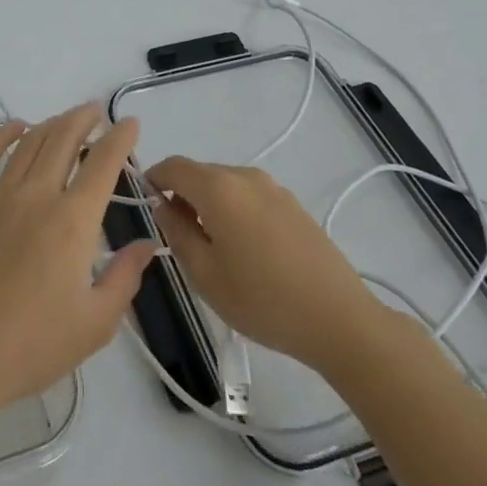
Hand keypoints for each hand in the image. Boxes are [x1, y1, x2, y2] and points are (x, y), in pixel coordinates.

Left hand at [0, 106, 154, 420]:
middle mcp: (37, 195)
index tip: (130, 123)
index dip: (120, 138)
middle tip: (96, 112)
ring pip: (29, 143)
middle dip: (84, 119)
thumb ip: (125, 277)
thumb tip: (147, 244)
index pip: (103, 164)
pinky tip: (15, 128)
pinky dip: (2, 135)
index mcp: (73, 221)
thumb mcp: (95, 323)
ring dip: (51, 124)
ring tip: (65, 119)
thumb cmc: (33, 345)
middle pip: (64, 140)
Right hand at [146, 155, 379, 374]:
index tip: (147, 204)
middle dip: (182, 195)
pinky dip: (235, 210)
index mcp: (218, 188)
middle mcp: (245, 176)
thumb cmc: (262, 300)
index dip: (154, 179)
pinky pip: (250, 196)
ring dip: (210, 204)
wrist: (339, 319)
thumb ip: (177, 233)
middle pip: (200, 173)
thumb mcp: (205, 274)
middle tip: (179, 236)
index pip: (173, 166)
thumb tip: (163, 206)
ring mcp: (274, 188)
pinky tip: (246, 249)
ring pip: (226, 185)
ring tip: (214, 248)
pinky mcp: (293, 204)